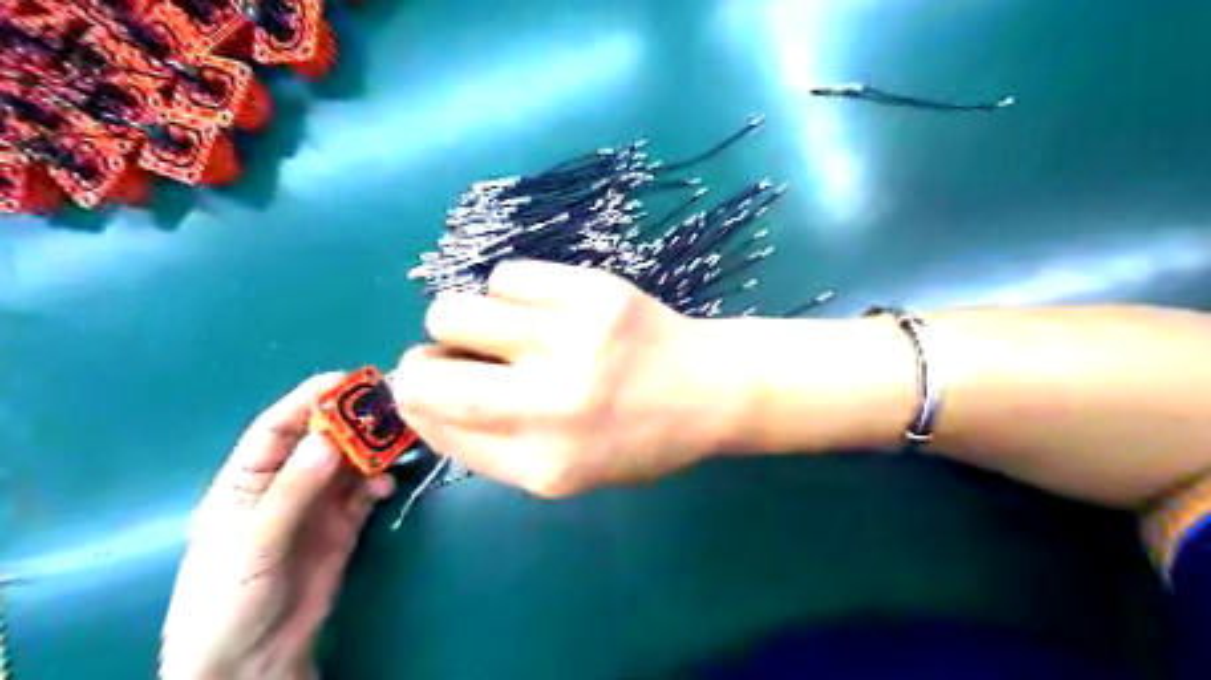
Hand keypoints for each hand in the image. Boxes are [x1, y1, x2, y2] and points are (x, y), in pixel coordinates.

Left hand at [159, 374, 394, 679]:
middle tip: (388, 406)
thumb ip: (292, 490)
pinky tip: (387, 483)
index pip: (277, 427)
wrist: (254, 660)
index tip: (348, 381)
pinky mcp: (345, 524)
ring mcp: (318, 504)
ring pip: (351, 462)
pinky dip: (380, 480)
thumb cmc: (229, 600)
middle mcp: (285, 483)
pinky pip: (366, 491)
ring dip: (373, 449)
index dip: (310, 400)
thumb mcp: (253, 543)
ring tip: (399, 439)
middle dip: (353, 421)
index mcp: (247, 480)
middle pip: (323, 440)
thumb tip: (329, 438)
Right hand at [394, 260, 743, 498]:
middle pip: (424, 372)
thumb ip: (492, 446)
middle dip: (422, 362)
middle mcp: (551, 406)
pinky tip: (545, 307)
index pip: (434, 426)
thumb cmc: (638, 437)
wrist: (711, 388)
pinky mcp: (592, 290)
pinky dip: (512, 292)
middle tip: (456, 355)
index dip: (418, 401)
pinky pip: (506, 276)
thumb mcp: (566, 471)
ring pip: (453, 312)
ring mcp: (572, 340)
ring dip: (465, 321)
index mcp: (544, 465)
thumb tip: (421, 400)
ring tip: (507, 329)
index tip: (430, 388)